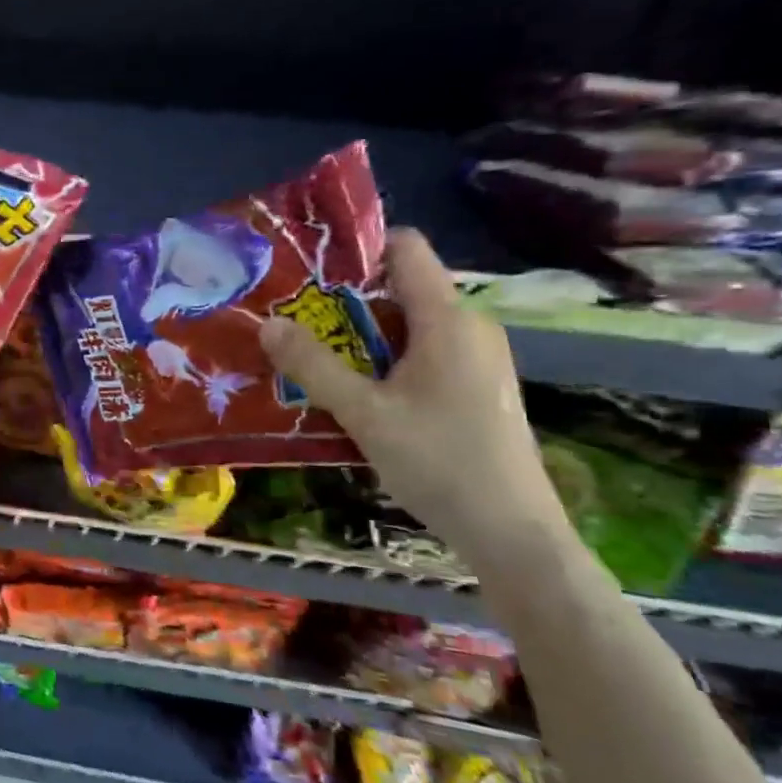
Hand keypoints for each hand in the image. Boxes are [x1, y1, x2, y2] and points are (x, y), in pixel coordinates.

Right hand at [259, 228, 572, 568]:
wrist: (514, 535)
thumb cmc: (441, 463)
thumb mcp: (365, 414)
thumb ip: (314, 366)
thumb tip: (267, 324)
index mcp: (448, 320)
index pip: (406, 248)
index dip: (358, 247)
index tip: (309, 270)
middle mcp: (468, 327)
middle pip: (400, 288)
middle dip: (345, 300)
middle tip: (295, 321)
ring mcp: (476, 358)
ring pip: (408, 325)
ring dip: (360, 336)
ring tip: (313, 357)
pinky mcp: (475, 386)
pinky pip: (422, 352)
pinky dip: (384, 360)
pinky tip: (356, 393)